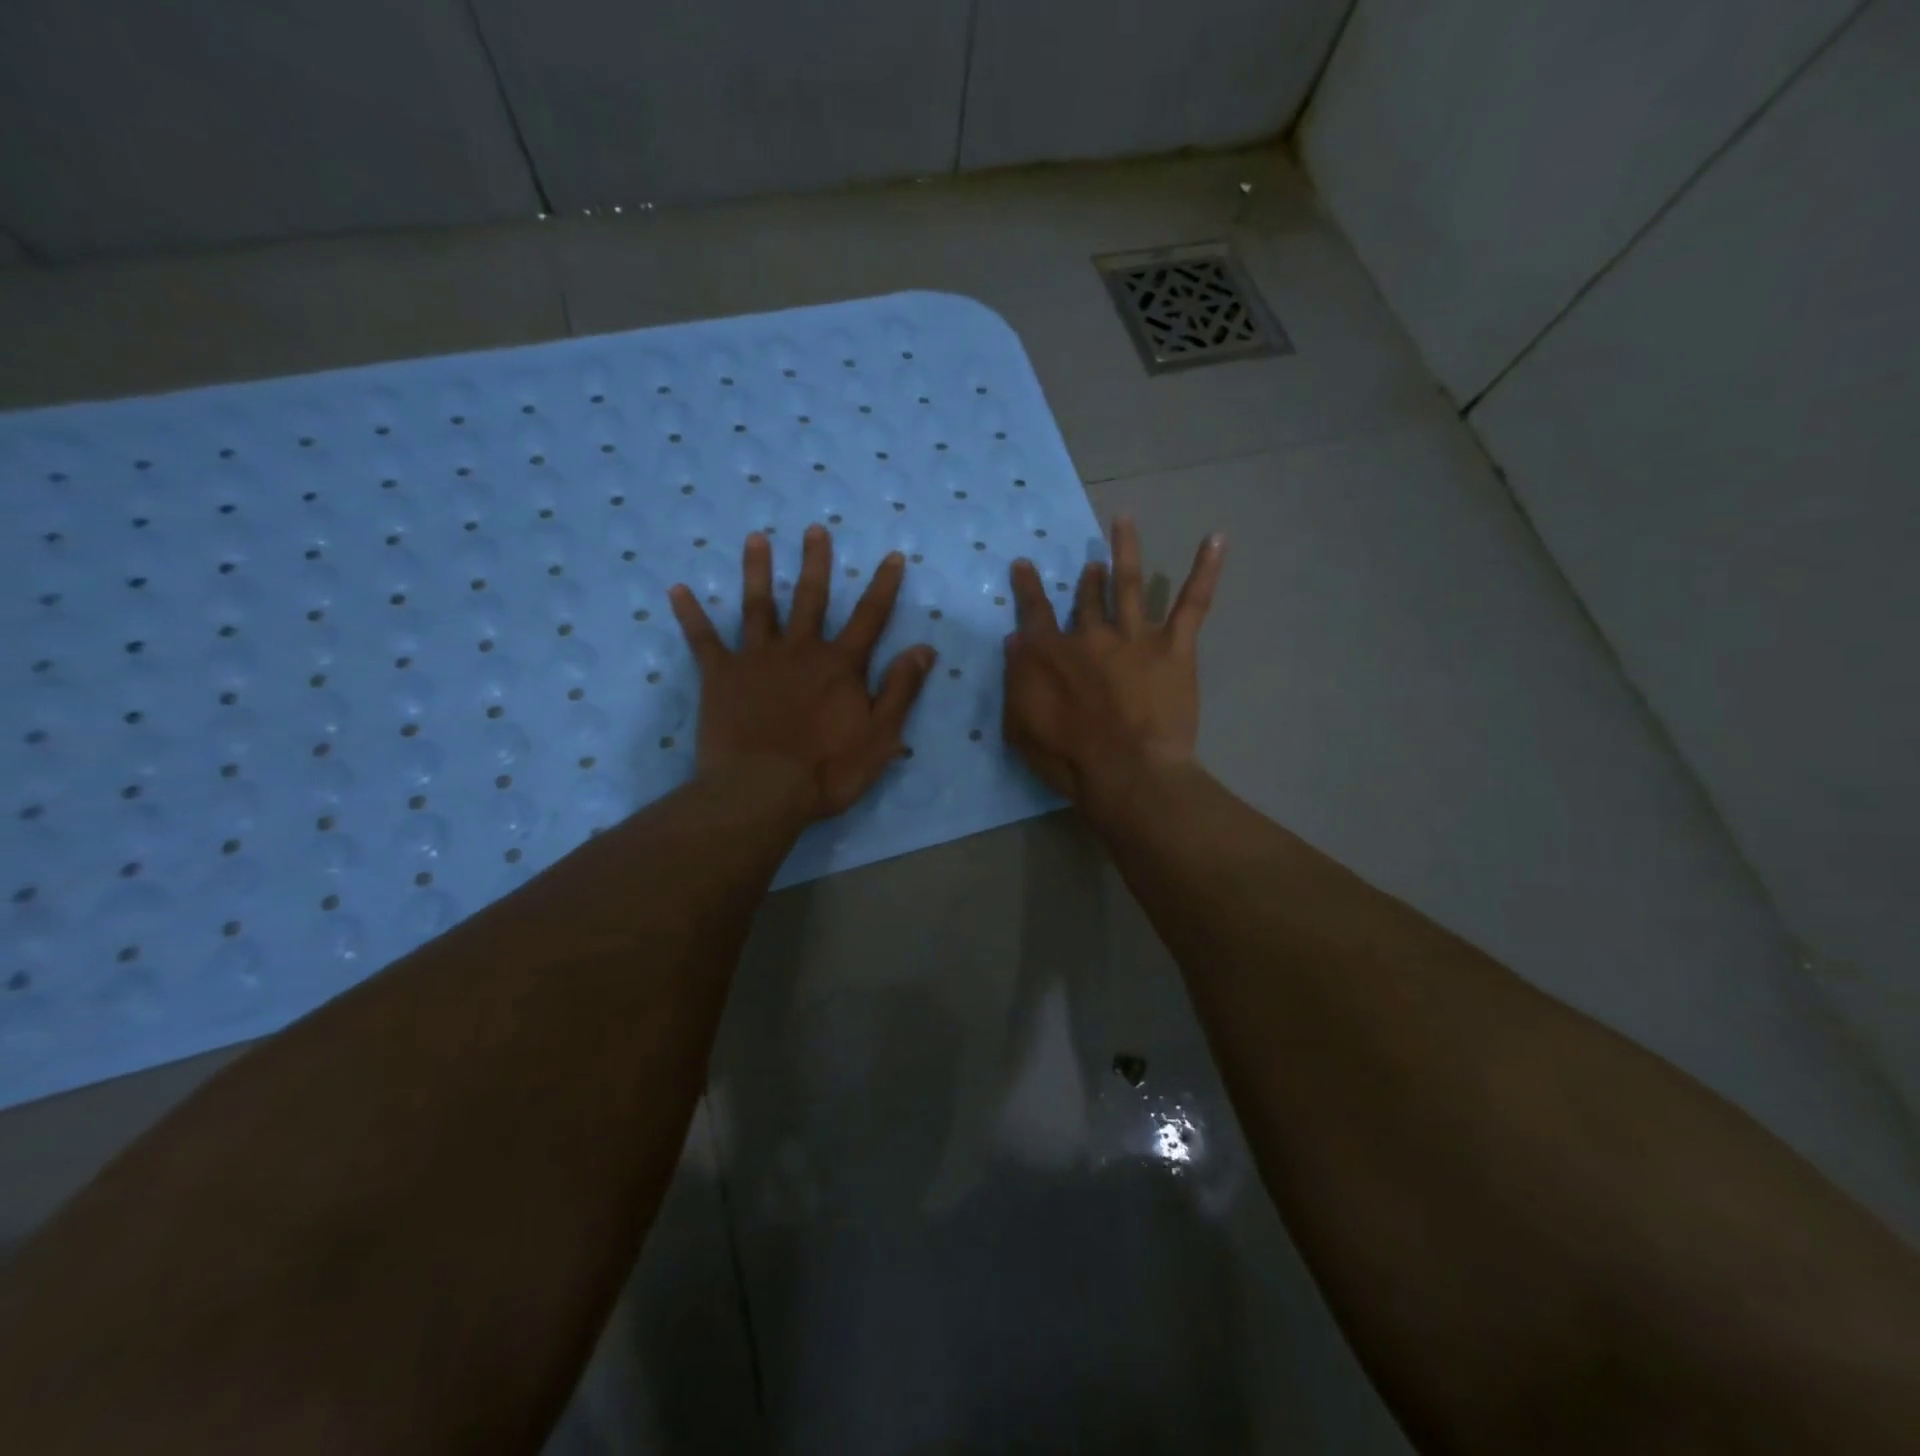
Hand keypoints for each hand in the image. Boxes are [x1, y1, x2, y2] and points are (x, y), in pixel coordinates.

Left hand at [670, 526, 935, 820]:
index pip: (870, 617)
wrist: (762, 792)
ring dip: (758, 571)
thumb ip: (901, 689)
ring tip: (756, 538)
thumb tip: (924, 648)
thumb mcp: (880, 736)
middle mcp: (800, 651)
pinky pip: (703, 640)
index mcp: (840, 666)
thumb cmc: (827, 770)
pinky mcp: (720, 676)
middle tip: (814, 529)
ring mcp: (757, 659)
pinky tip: (677, 590)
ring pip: (759, 606)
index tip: (892, 556)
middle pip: (811, 599)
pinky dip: (690, 615)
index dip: (884, 586)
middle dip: (816, 563)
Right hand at [1003, 516, 1224, 809]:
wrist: (1126, 772)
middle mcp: (1090, 635)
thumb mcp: (1020, 725)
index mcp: (1049, 654)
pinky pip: (1192, 604)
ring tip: (1124, 521)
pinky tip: (1216, 539)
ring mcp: (1134, 637)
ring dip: (1125, 550)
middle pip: (1086, 599)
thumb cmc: (1068, 758)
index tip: (1025, 565)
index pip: (1034, 613)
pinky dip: (1205, 570)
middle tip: (1092, 565)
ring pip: (1129, 584)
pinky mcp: (1174, 648)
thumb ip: (1016, 680)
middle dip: (1087, 580)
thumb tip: (1015, 641)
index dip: (1028, 587)